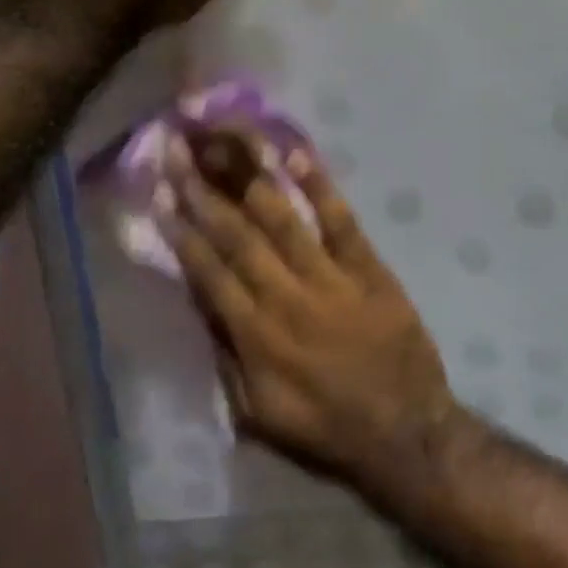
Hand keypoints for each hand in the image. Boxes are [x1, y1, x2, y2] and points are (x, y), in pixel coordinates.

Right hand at [167, 130, 460, 490]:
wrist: (406, 429)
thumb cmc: (328, 426)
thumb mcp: (260, 414)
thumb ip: (228, 360)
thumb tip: (204, 308)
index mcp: (256, 336)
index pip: (209, 272)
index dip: (182, 231)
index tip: (161, 193)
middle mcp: (287, 297)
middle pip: (238, 235)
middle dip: (205, 190)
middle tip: (180, 149)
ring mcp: (331, 278)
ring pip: (283, 219)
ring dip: (251, 176)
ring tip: (225, 139)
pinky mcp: (370, 269)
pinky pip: (341, 221)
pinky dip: (320, 187)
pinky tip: (297, 155)